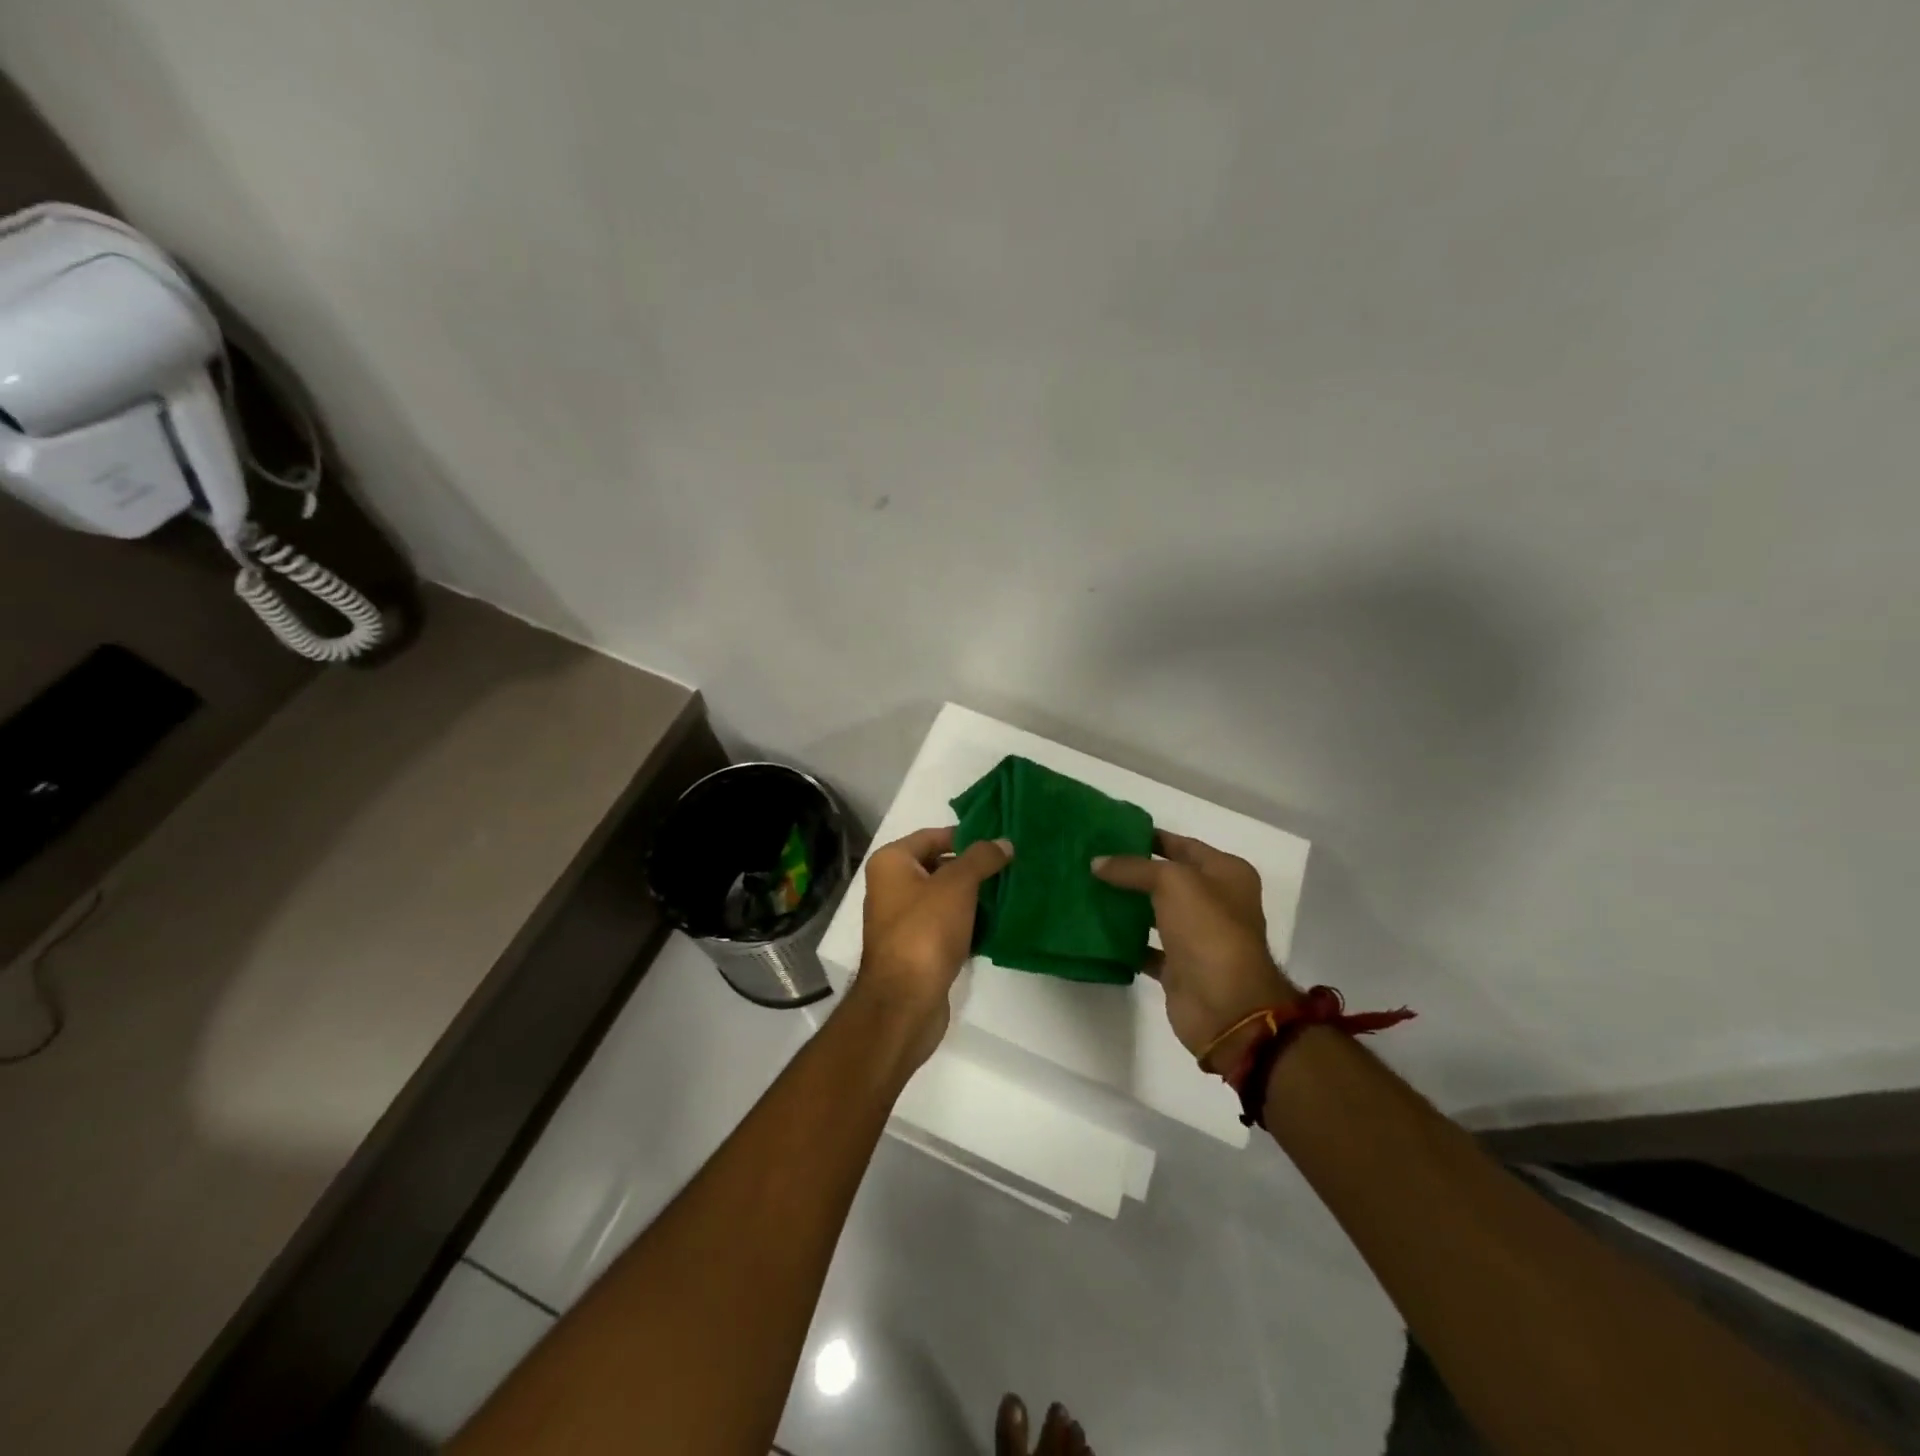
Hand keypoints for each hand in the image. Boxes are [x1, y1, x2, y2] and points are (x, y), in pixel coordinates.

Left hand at [855, 826, 1012, 1066]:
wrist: (905, 1001)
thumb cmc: (925, 931)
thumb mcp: (957, 885)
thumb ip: (981, 858)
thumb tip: (1004, 842)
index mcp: (891, 863)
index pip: (932, 836)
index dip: (966, 836)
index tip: (1000, 841)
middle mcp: (890, 886)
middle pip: (938, 865)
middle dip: (973, 867)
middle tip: (1011, 865)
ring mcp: (901, 919)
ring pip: (944, 897)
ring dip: (973, 896)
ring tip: (1010, 890)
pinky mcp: (915, 948)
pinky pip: (945, 924)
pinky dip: (967, 921)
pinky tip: (995, 922)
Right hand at [1093, 831, 1298, 1069]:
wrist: (1226, 1006)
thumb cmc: (1209, 930)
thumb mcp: (1172, 882)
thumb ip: (1133, 868)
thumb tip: (1097, 863)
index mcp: (1227, 874)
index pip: (1183, 845)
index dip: (1149, 837)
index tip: (1111, 832)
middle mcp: (1216, 902)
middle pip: (1167, 879)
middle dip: (1132, 871)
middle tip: (1091, 859)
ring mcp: (1197, 936)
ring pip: (1155, 912)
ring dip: (1126, 904)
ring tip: (1087, 888)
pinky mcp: (1179, 967)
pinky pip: (1146, 946)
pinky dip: (1124, 940)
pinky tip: (1095, 928)